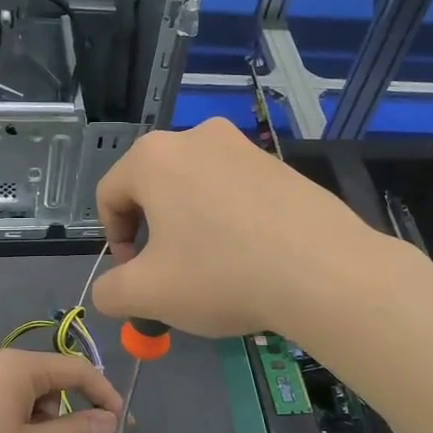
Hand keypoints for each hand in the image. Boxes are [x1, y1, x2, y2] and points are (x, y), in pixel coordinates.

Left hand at [0, 350, 122, 432]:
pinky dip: (17, 416)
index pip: (73, 368)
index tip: (121, 423)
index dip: (103, 394)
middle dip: (68, 407)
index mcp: (11, 366)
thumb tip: (109, 419)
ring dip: (41, 415)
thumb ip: (77, 431)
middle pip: (46, 376)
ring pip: (22, 388)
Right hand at [91, 118, 378, 338]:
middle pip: (154, 189)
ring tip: (214, 271)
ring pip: (196, 190)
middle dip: (154, 234)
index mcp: (153, 157)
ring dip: (191, 228)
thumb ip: (110, 292)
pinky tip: (250, 259)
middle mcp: (196, 137)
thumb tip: (110, 290)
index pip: (109, 195)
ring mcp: (244, 147)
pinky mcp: (280, 165)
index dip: (114, 240)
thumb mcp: (147, 294)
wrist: (324, 271)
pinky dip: (229, 222)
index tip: (136, 276)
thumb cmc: (220, 274)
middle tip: (171, 276)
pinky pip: (235, 192)